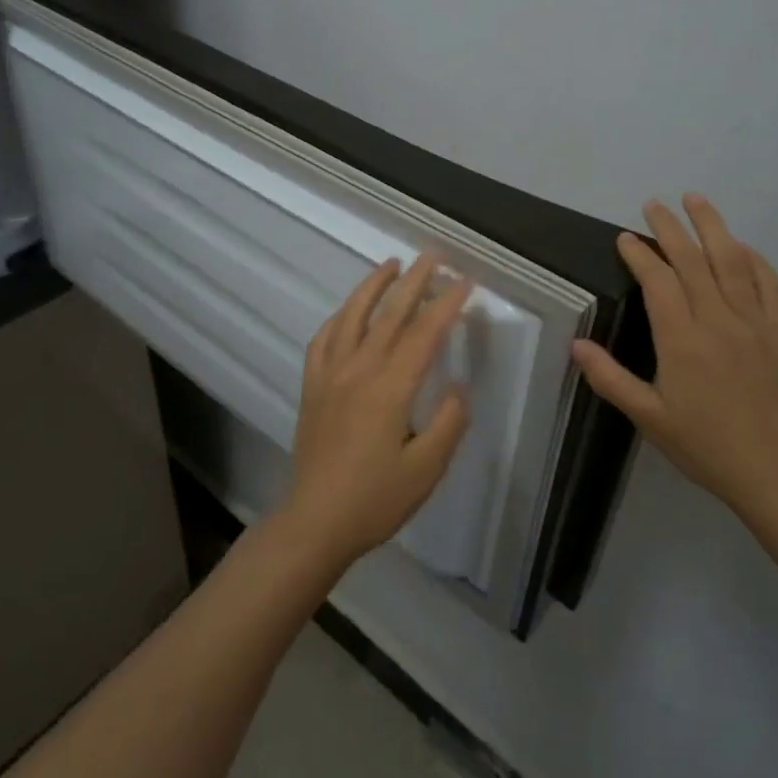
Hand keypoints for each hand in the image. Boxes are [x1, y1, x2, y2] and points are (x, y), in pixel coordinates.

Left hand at [280, 253, 475, 569]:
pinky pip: (323, 339)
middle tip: (433, 255)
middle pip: (390, 314)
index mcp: (390, 387)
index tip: (465, 281)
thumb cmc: (376, 499)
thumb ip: (448, 424)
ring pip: (352, 316)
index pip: (425, 333)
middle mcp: (358, 369)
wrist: (315, 522)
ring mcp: (330, 374)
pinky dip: (339, 317)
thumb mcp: (426, 469)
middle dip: (415, 280)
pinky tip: (348, 311)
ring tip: (391, 264)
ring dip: (373, 285)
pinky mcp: (312, 386)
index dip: (447, 304)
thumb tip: (457, 387)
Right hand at [572, 195, 777, 524]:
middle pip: (692, 260)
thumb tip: (576, 345)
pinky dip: (754, 259)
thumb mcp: (648, 417)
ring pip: (732, 261)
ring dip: (712, 226)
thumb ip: (609, 378)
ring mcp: (755, 322)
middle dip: (670, 228)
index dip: (639, 255)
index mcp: (683, 339)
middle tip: (653, 204)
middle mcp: (719, 320)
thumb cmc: (705, 446)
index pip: (658, 281)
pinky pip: (769, 284)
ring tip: (696, 200)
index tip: (624, 238)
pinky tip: (742, 247)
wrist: (776, 472)